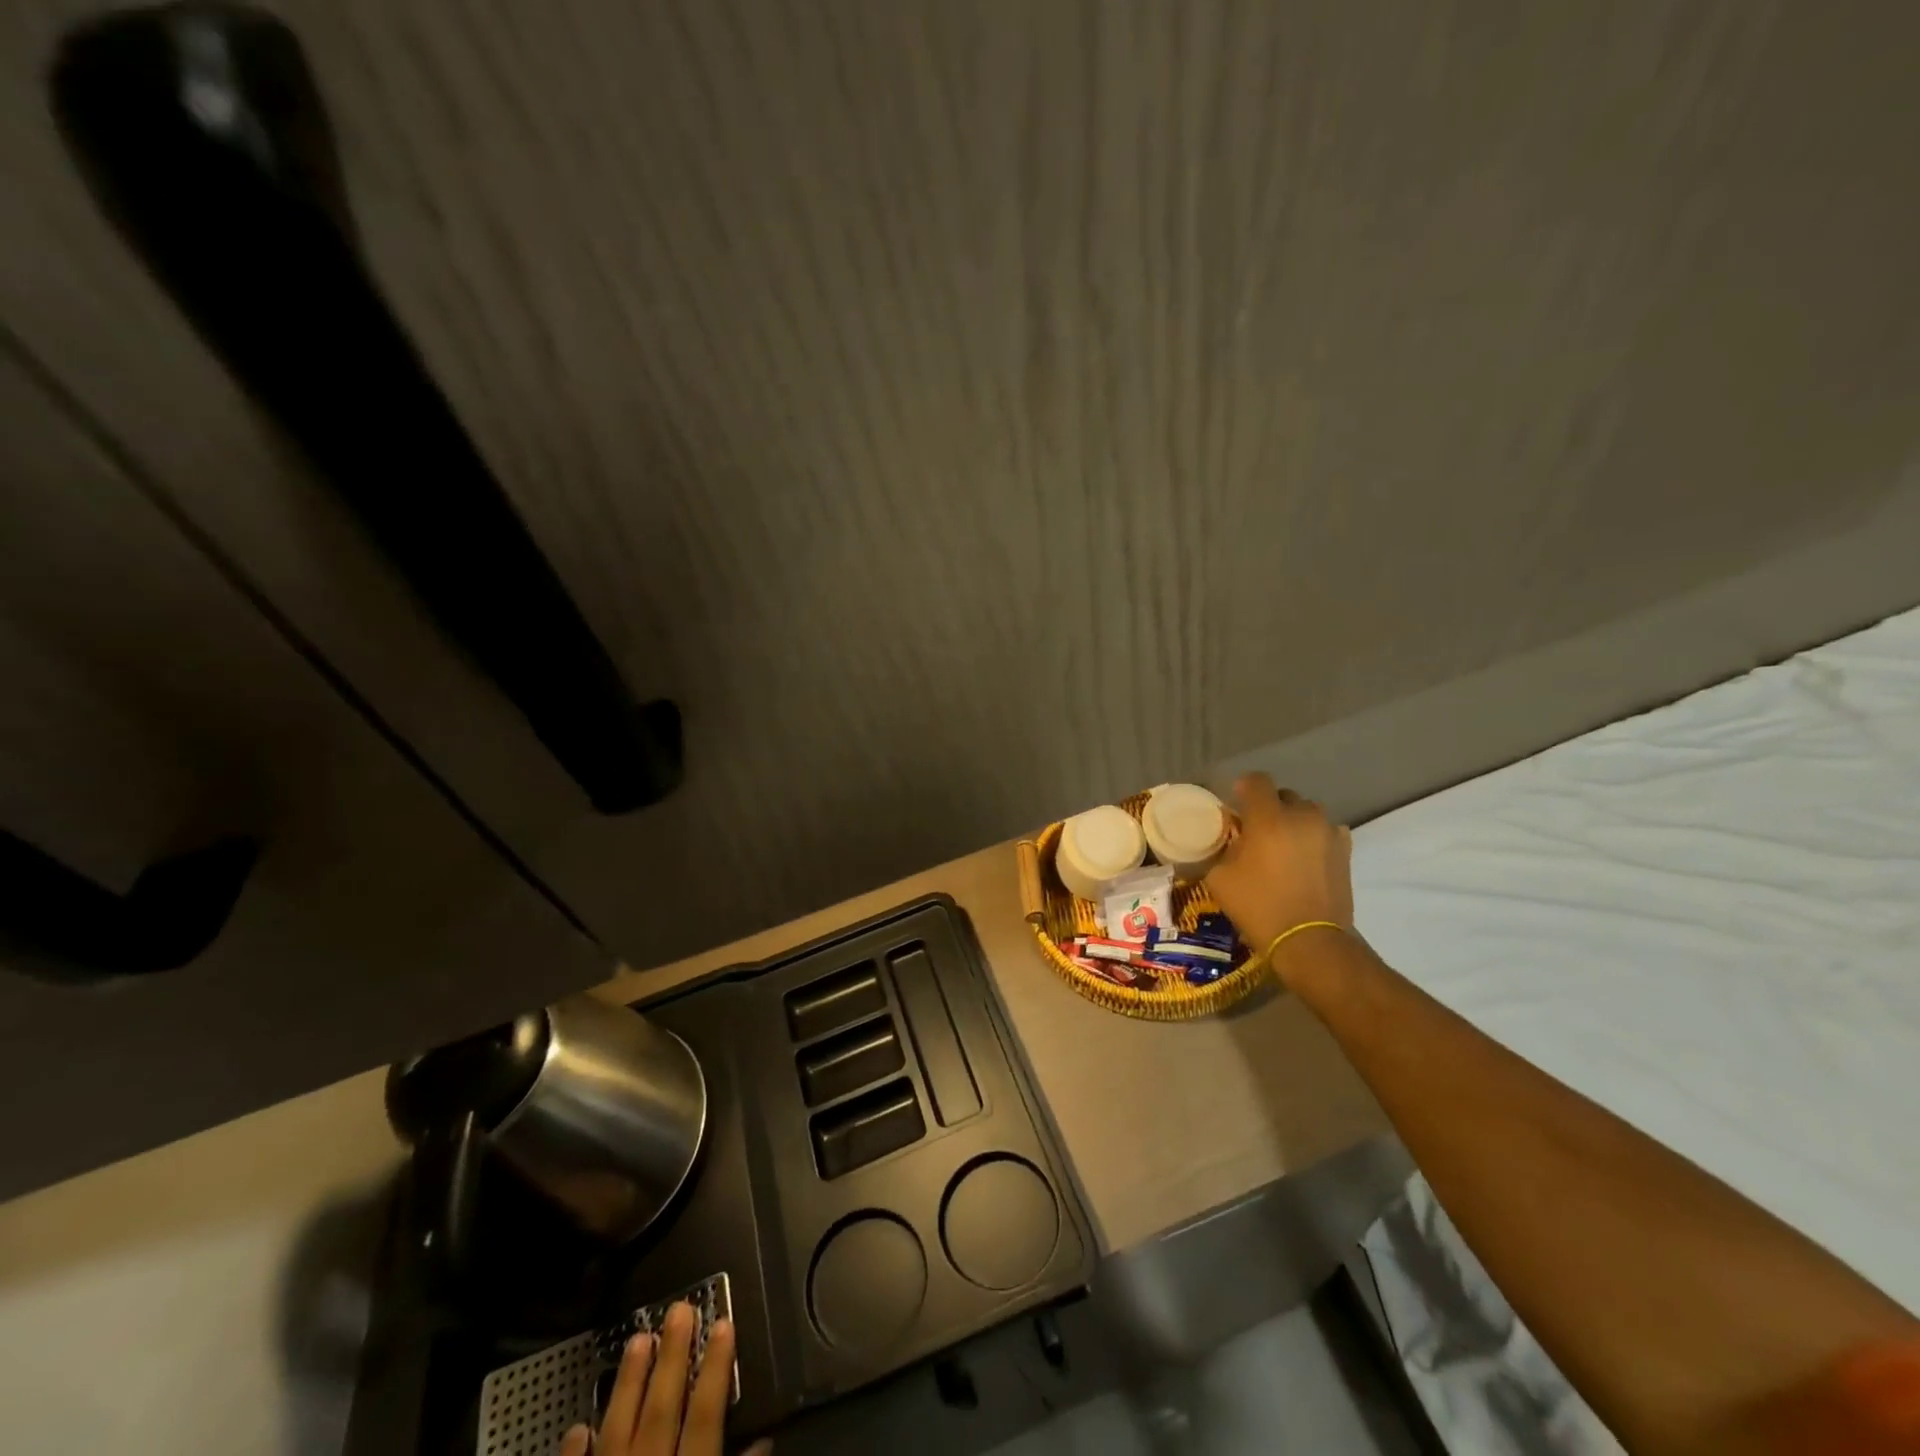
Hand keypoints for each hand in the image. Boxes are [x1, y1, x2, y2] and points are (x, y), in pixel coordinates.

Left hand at [559, 1302, 770, 1455]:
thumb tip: (766, 1439)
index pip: (705, 1415)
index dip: (715, 1368)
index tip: (724, 1322)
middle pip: (661, 1411)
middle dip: (672, 1358)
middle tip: (679, 1309)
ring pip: (617, 1430)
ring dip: (628, 1385)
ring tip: (637, 1339)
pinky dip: (576, 1450)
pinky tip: (577, 1425)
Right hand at [1203, 774, 1353, 965]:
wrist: (1310, 941)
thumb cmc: (1259, 907)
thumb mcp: (1220, 878)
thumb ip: (1221, 849)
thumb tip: (1226, 841)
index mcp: (1268, 818)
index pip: (1256, 781)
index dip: (1243, 788)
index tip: (1236, 805)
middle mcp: (1302, 816)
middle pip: (1283, 796)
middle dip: (1269, 808)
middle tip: (1257, 832)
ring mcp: (1328, 832)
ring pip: (1307, 813)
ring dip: (1293, 822)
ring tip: (1283, 846)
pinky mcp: (1345, 850)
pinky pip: (1326, 831)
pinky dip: (1313, 838)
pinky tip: (1305, 859)